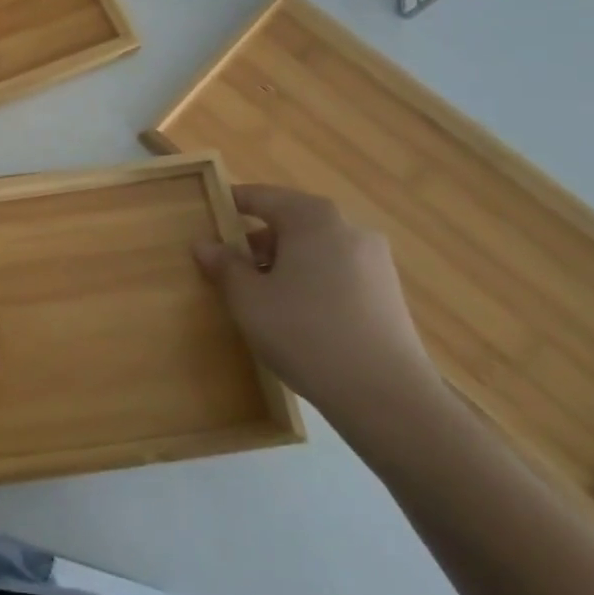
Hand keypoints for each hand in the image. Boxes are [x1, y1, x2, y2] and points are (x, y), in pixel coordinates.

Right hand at [195, 184, 443, 432]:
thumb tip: (205, 244)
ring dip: (284, 264)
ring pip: (314, 249)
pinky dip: (311, 282)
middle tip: (230, 268)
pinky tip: (298, 317)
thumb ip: (224, 265)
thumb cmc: (305, 332)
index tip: (208, 218)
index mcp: (312, 217)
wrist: (387, 397)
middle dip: (257, 241)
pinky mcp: (388, 294)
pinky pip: (337, 272)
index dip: (230, 205)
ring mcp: (375, 261)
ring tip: (262, 298)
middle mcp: (348, 228)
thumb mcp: (248, 299)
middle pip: (290, 222)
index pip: (261, 197)